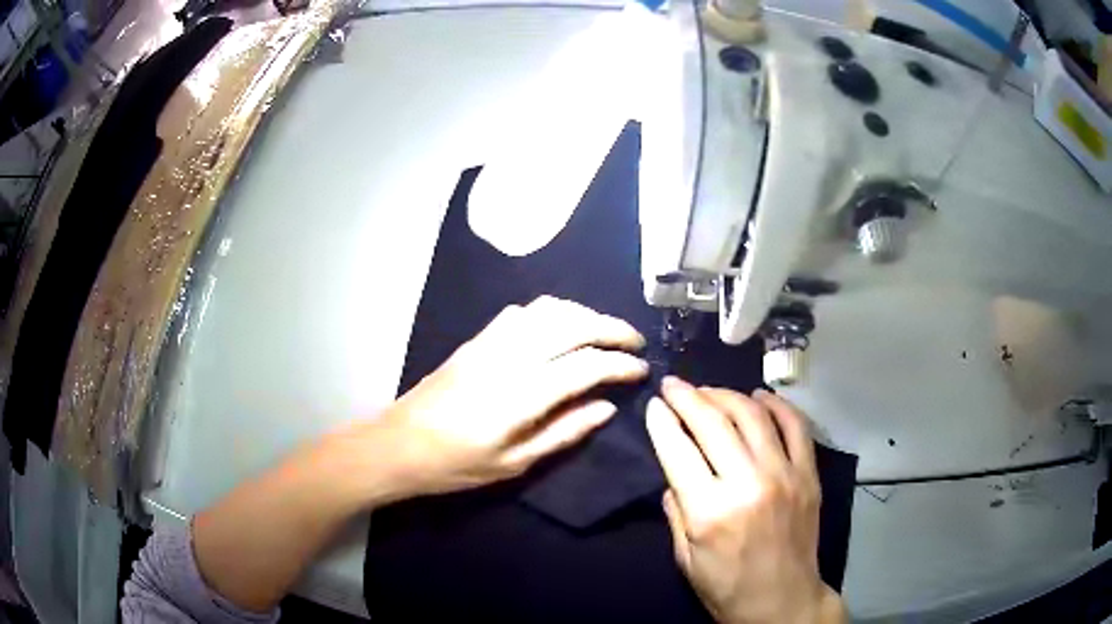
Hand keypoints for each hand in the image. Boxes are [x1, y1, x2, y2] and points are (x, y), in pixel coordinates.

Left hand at [366, 296, 647, 499]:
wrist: (398, 444)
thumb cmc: (456, 464)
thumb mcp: (514, 463)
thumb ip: (564, 432)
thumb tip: (605, 407)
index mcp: (522, 394)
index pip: (586, 366)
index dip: (620, 365)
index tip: (641, 370)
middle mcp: (510, 357)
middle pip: (573, 324)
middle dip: (612, 327)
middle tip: (634, 341)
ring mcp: (490, 342)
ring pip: (549, 309)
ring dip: (584, 313)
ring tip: (604, 331)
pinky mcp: (476, 339)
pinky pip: (522, 312)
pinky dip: (552, 311)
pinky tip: (560, 327)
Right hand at [646, 377, 845, 623]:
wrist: (782, 601)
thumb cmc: (726, 587)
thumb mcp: (685, 558)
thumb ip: (676, 510)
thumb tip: (674, 471)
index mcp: (710, 512)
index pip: (678, 451)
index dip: (662, 421)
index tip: (655, 403)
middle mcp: (748, 484)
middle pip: (714, 423)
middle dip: (689, 397)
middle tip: (674, 384)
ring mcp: (784, 475)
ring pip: (753, 415)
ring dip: (728, 395)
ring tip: (710, 391)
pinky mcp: (808, 475)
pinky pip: (796, 426)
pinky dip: (778, 405)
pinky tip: (760, 397)